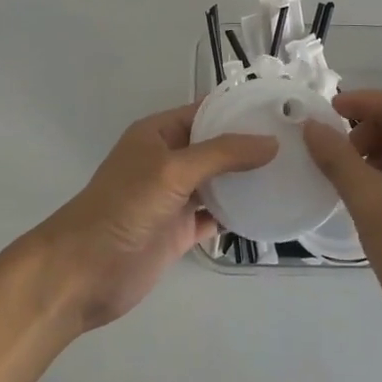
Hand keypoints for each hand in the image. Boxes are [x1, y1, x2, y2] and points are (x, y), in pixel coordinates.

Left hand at [25, 104, 275, 332]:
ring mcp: (174, 197)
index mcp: (158, 134)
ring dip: (246, 180)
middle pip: (215, 147)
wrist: (84, 272)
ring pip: (218, 182)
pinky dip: (238, 215)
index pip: (204, 112)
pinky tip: (268, 212)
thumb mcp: (173, 170)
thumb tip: (271, 142)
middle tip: (296, 144)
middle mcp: (168, 160)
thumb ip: (222, 155)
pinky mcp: (179, 231)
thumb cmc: (124, 207)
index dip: (237, 109)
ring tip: (291, 173)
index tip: (279, 110)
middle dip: (249, 145)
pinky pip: (215, 216)